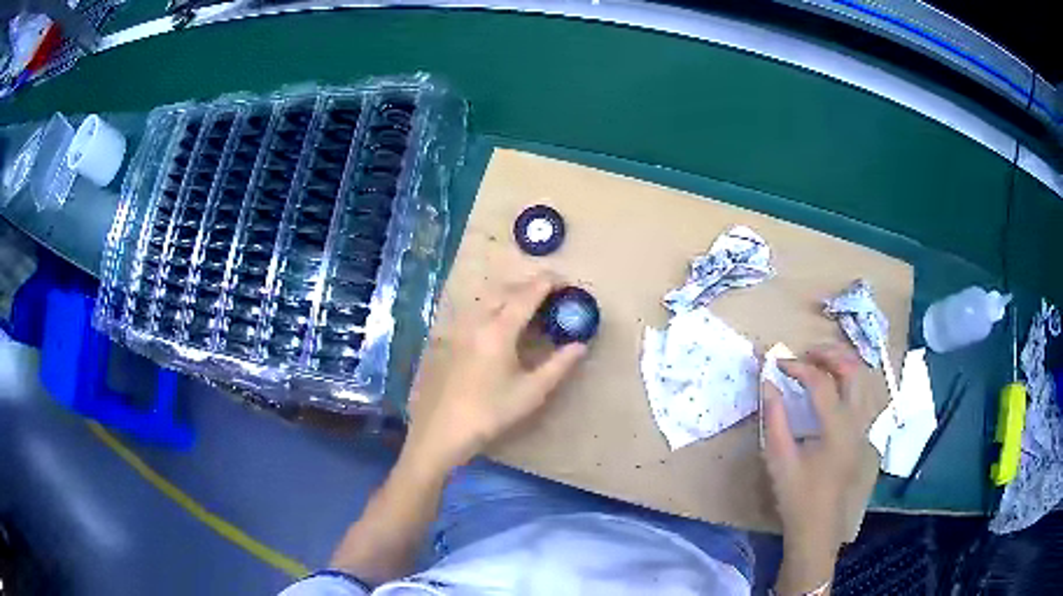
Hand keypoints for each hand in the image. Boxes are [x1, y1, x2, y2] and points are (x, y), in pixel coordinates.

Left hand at [407, 273, 587, 471]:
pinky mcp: (447, 339)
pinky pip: (473, 310)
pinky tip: (497, 324)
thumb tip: (580, 345)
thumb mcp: (531, 392)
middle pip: (505, 290)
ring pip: (486, 298)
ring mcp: (458, 328)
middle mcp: (476, 321)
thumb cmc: (490, 413)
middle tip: (549, 293)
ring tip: (526, 305)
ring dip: (508, 294)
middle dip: (528, 285)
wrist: (441, 430)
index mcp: (499, 330)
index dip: (547, 283)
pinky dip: (491, 306)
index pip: (527, 295)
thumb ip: (558, 365)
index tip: (564, 281)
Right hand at [761, 345, 871, 581]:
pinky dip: (850, 379)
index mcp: (836, 428)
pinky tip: (835, 385)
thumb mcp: (779, 459)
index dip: (799, 367)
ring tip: (820, 362)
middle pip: (853, 370)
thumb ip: (774, 418)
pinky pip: (863, 393)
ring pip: (863, 379)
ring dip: (843, 363)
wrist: (817, 526)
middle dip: (830, 354)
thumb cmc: (797, 496)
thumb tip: (768, 383)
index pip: (821, 382)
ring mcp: (863, 427)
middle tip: (805, 353)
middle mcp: (856, 421)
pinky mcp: (862, 433)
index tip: (777, 364)